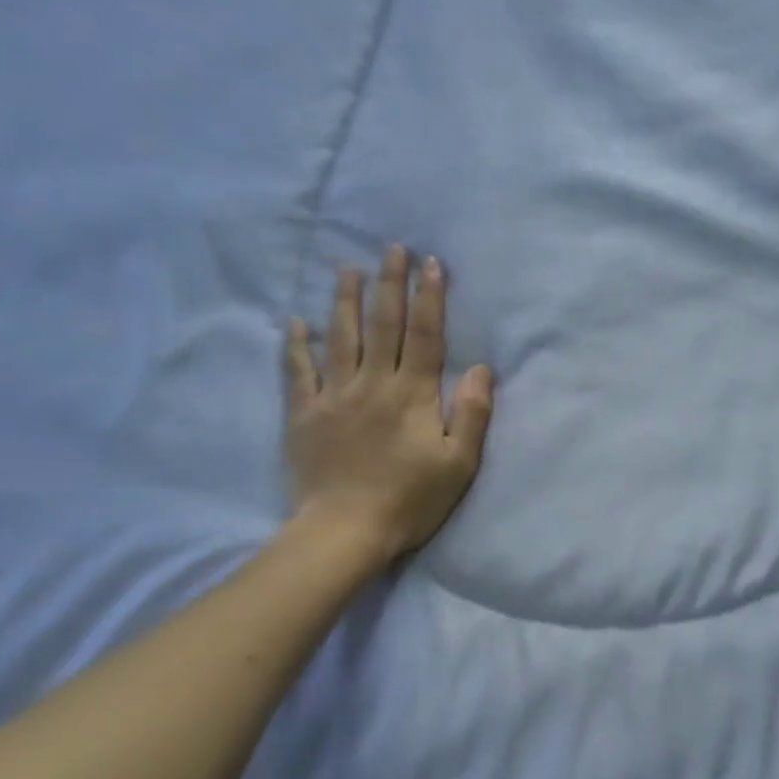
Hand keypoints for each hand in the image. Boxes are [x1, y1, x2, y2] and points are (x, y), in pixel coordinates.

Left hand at [284, 245, 493, 568]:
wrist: (345, 530)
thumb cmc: (411, 499)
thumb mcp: (459, 463)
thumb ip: (473, 414)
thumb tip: (482, 368)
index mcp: (414, 395)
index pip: (425, 336)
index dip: (429, 298)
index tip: (431, 264)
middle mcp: (374, 384)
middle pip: (383, 325)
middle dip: (389, 284)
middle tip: (391, 248)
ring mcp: (335, 396)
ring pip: (341, 338)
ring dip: (345, 300)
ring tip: (348, 268)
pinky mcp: (305, 414)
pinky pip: (298, 372)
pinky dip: (296, 345)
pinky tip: (296, 321)